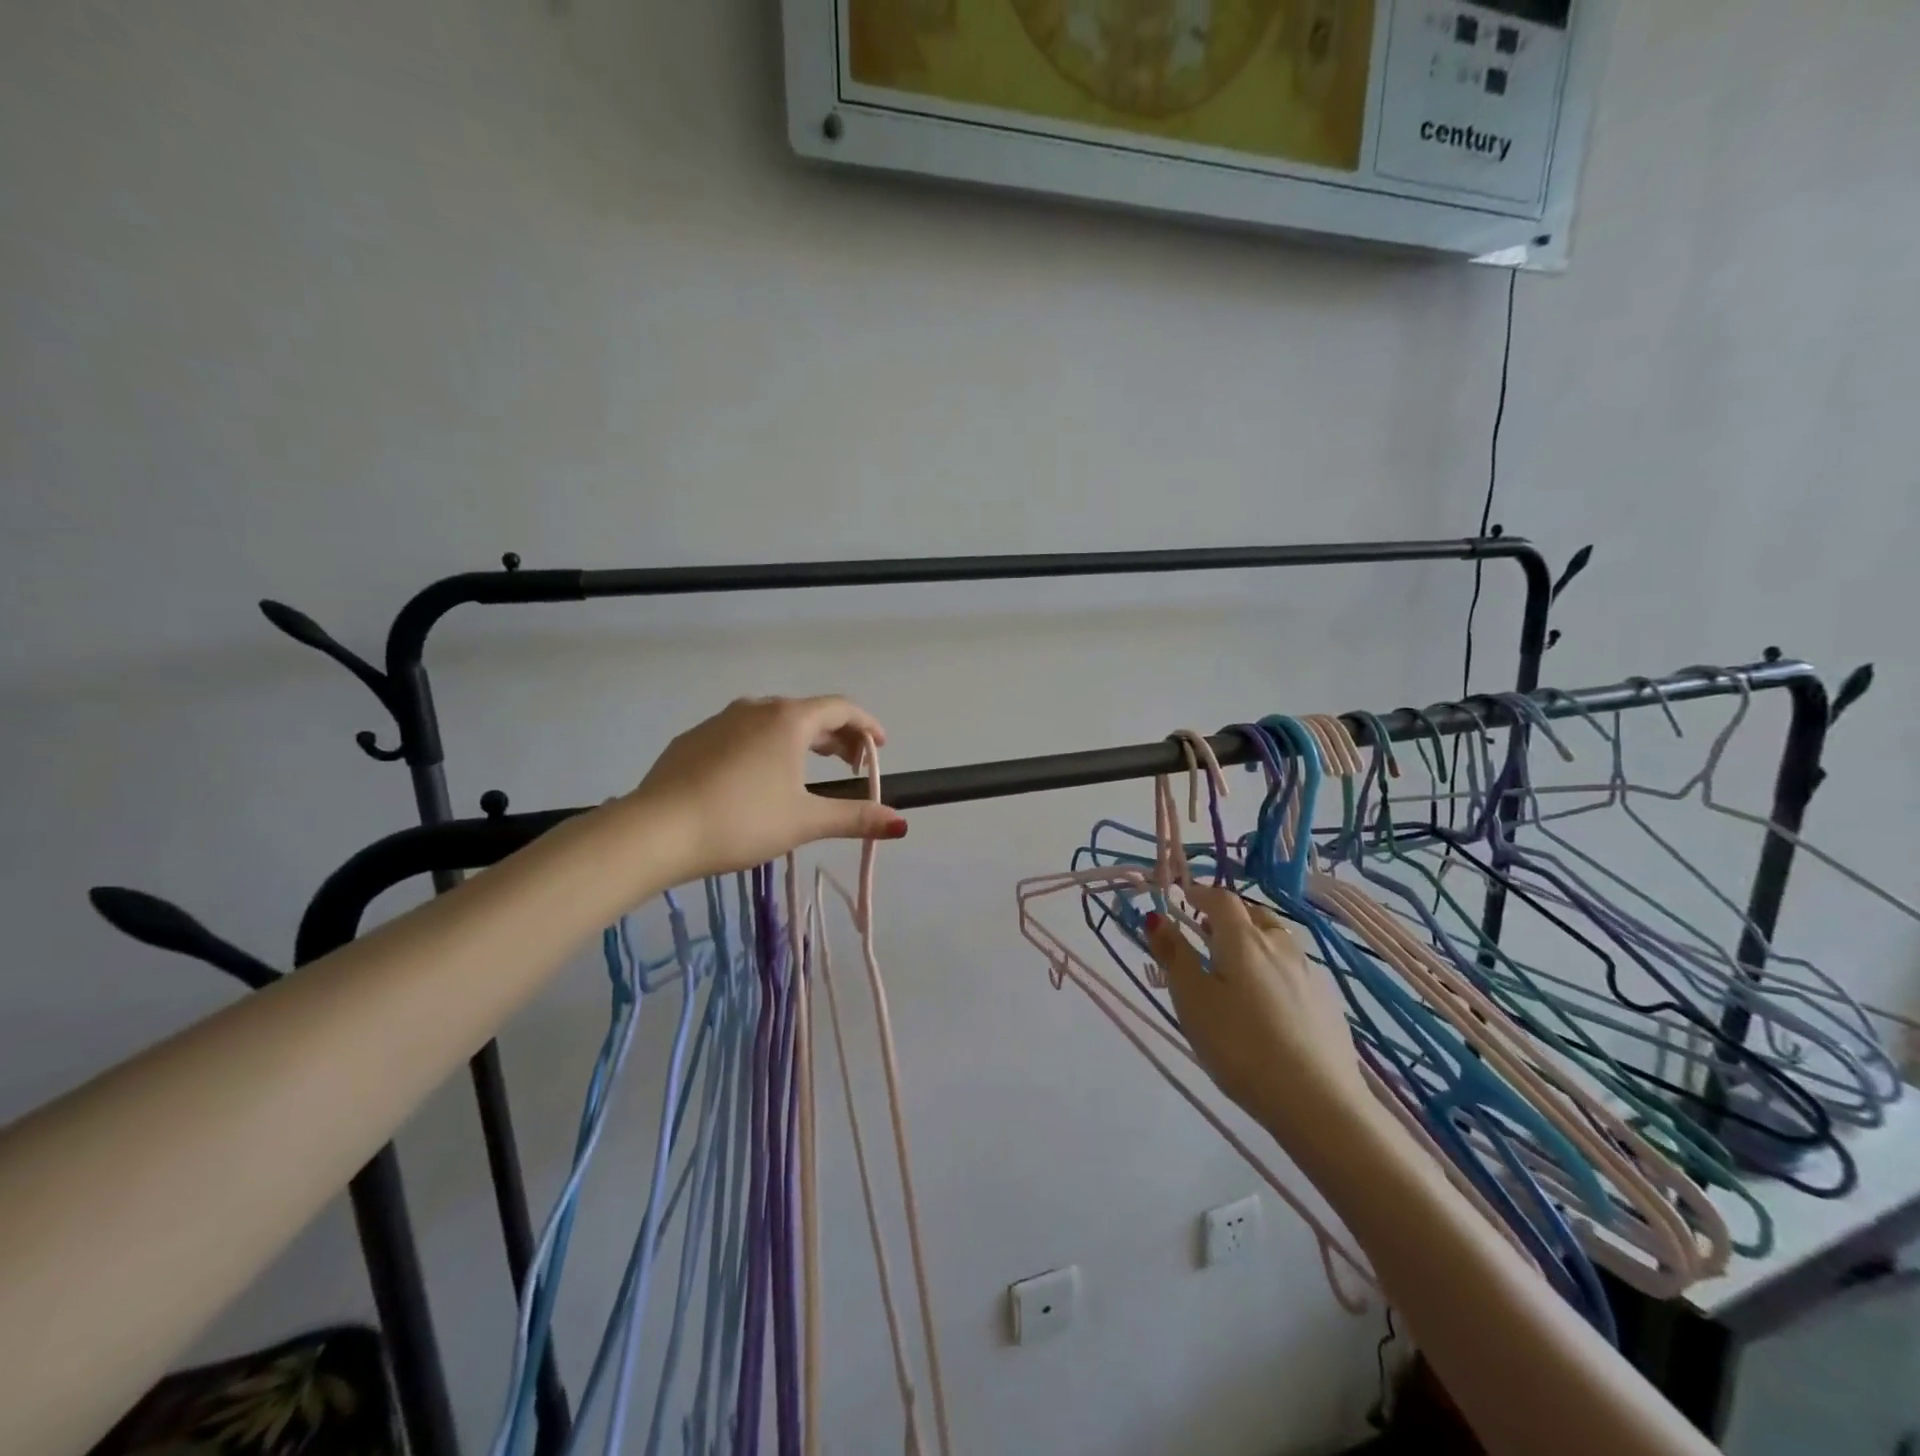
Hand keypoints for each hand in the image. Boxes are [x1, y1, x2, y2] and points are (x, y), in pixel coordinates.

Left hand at [627, 695, 907, 880]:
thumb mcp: (804, 821)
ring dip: (800, 740)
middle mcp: (756, 708)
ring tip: (808, 770)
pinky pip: (741, 734)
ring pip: (773, 721)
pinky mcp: (693, 739)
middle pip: (809, 713)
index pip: (842, 708)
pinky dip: (764, 747)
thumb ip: (855, 818)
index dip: (868, 725)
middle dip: (837, 736)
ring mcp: (720, 720)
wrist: (656, 830)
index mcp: (789, 719)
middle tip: (852, 765)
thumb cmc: (742, 820)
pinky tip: (756, 779)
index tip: (881, 747)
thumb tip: (901, 823)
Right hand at [1144, 885, 1369, 1155]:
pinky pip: (1294, 969)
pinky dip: (1275, 968)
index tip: (1182, 899)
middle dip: (1228, 917)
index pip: (1220, 899)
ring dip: (1255, 940)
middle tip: (1207, 935)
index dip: (1199, 894)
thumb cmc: (1241, 1046)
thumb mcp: (1193, 1001)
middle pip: (1253, 914)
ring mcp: (1310, 973)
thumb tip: (1156, 918)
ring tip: (1237, 967)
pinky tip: (1269, 1001)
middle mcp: (1280, 945)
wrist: (1319, 1102)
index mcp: (1243, 939)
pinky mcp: (1328, 1002)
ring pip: (1277, 940)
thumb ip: (1174, 956)